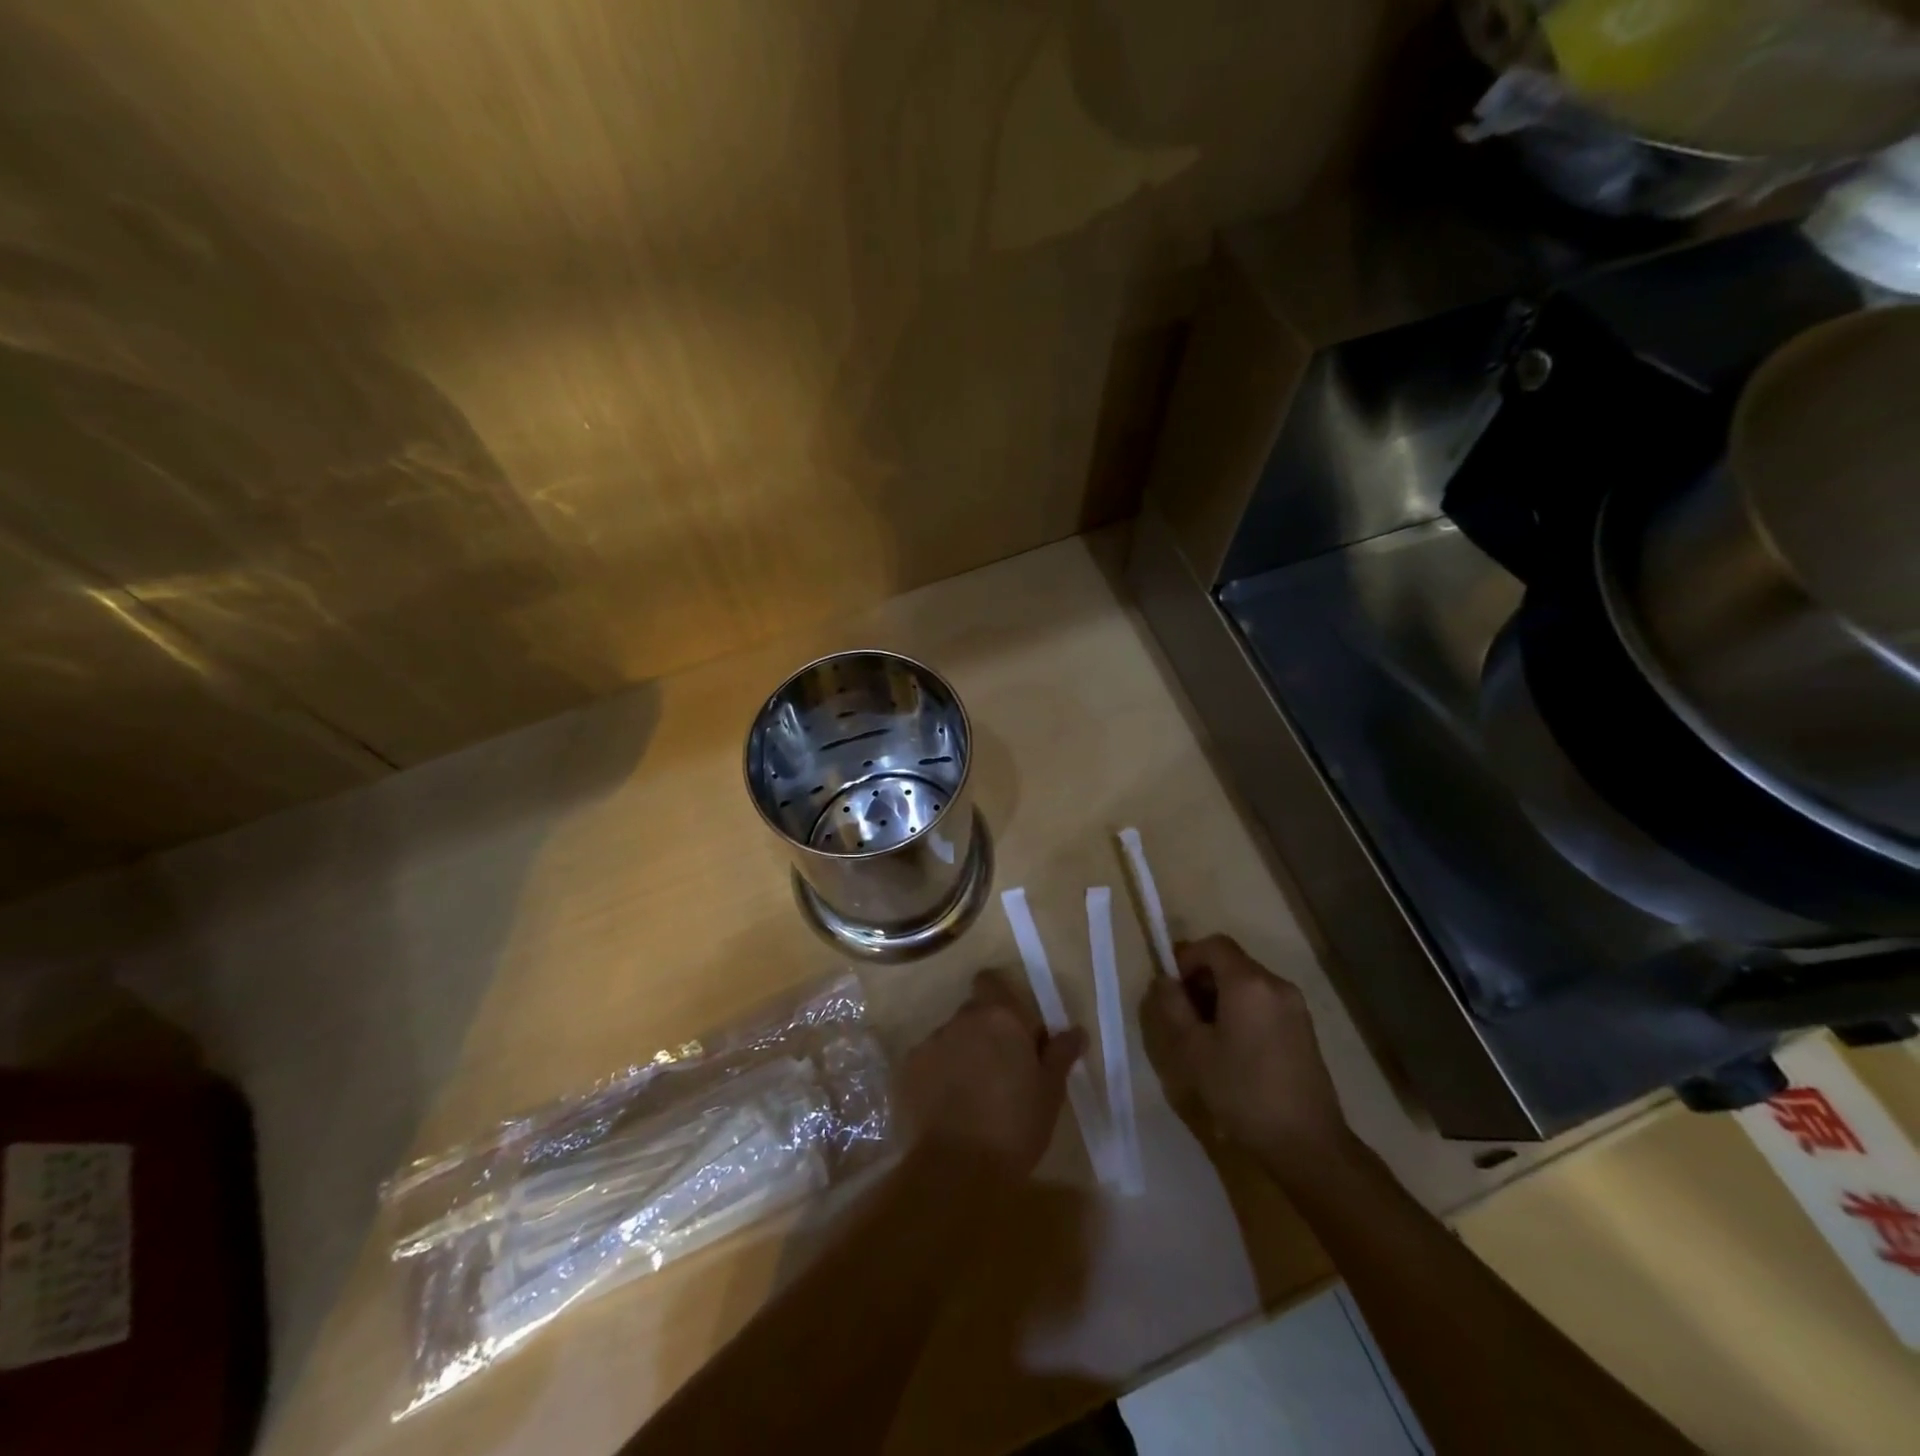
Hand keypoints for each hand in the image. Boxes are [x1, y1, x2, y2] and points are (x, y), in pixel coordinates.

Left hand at [901, 971, 1086, 1176]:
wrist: (956, 1169)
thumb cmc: (1015, 1126)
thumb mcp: (1050, 1092)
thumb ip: (1060, 1054)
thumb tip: (1076, 1030)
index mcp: (999, 1017)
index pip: (991, 982)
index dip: (1001, 999)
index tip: (1014, 1029)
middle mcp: (961, 1020)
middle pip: (973, 1013)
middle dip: (985, 1032)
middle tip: (1002, 1070)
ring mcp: (930, 1043)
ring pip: (950, 1039)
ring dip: (962, 1055)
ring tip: (973, 1095)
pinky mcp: (907, 1070)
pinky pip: (928, 1063)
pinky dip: (938, 1076)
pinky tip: (948, 1108)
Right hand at [1141, 934, 1348, 1173]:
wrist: (1307, 1144)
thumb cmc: (1242, 1092)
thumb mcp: (1192, 1050)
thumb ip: (1172, 1007)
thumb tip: (1164, 981)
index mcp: (1249, 983)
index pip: (1213, 945)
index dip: (1186, 957)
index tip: (1172, 987)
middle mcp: (1276, 984)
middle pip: (1231, 962)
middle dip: (1202, 979)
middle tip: (1183, 1014)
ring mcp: (1295, 1007)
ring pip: (1248, 983)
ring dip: (1221, 996)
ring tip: (1206, 1036)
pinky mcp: (1304, 1029)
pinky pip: (1264, 1003)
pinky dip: (1242, 1010)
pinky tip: (1234, 1049)